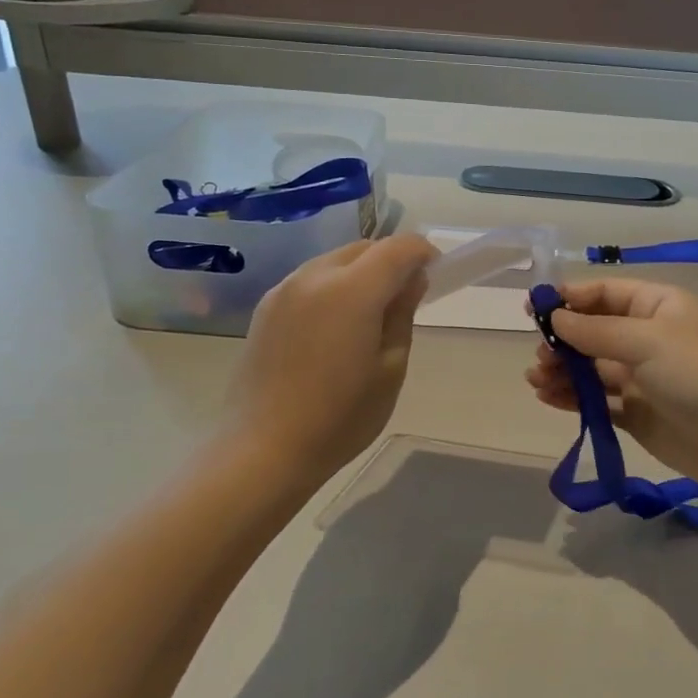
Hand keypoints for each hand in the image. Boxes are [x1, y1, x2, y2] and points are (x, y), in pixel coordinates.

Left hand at [219, 235, 437, 490]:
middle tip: (406, 298)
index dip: (422, 253)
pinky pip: (310, 280)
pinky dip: (333, 287)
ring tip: (370, 315)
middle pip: (364, 248)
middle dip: (391, 261)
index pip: (397, 248)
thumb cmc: (339, 418)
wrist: (263, 450)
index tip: (435, 273)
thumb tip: (411, 281)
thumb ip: (402, 315)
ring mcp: (284, 290)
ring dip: (360, 273)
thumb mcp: (390, 370)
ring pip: (334, 261)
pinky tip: (335, 327)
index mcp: (351, 290)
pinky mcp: (265, 308)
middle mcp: (314, 276)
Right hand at [524, 279, 697, 494]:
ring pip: (592, 367)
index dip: (570, 298)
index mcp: (658, 306)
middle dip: (563, 340)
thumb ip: (595, 330)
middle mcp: (649, 337)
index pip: (606, 293)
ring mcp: (644, 377)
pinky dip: (573, 398)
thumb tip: (555, 318)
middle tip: (539, 354)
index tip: (533, 309)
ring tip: (536, 379)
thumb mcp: (646, 340)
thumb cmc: (697, 374)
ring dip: (563, 370)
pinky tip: (548, 397)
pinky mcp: (639, 413)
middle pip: (595, 331)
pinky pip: (598, 400)